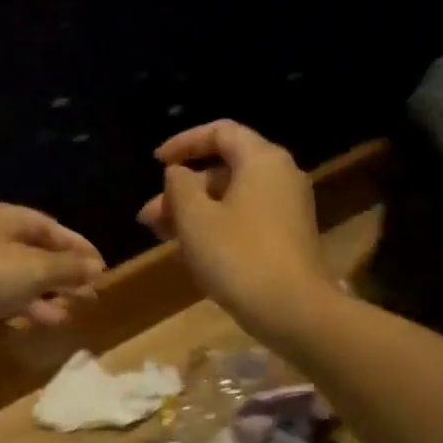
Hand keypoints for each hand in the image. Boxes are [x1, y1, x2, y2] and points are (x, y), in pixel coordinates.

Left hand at [0, 202, 104, 354]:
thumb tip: (96, 267)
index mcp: (6, 220)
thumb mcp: (32, 268)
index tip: (102, 270)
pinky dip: (5, 321)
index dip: (78, 248)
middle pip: (33, 258)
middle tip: (88, 300)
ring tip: (61, 320)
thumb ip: (66, 269)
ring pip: (10, 287)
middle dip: (61, 279)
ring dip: (37, 303)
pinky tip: (19, 335)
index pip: (51, 228)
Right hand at [137, 120, 328, 341]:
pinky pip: (245, 220)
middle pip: (224, 169)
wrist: (293, 310)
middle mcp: (280, 176)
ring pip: (231, 198)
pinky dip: (216, 227)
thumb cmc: (238, 256)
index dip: (184, 143)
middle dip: (182, 190)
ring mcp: (287, 209)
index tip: (155, 162)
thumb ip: (180, 186)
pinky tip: (192, 252)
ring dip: (194, 212)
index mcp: (262, 160)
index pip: (220, 132)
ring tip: (162, 237)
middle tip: (149, 217)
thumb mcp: (195, 218)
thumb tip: (179, 173)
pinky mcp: (287, 238)